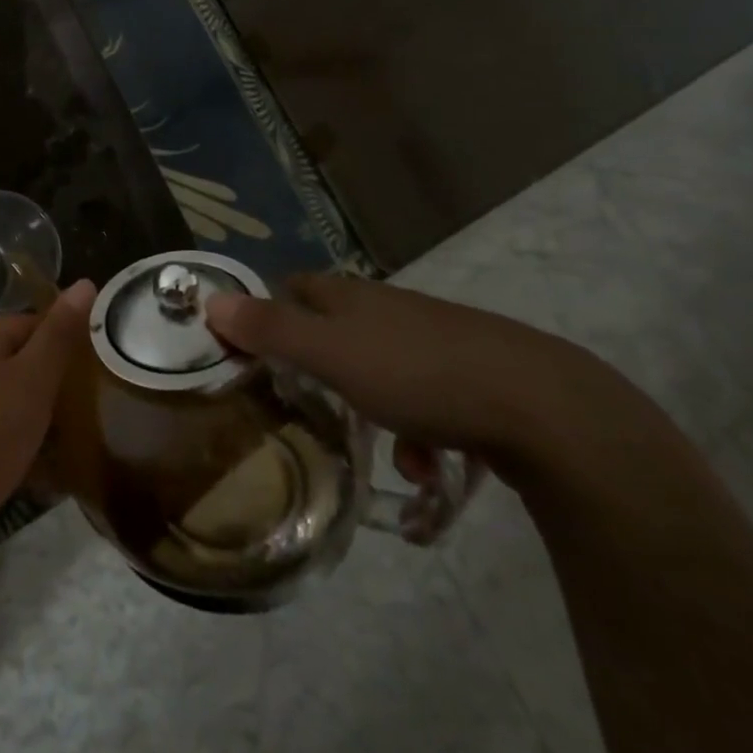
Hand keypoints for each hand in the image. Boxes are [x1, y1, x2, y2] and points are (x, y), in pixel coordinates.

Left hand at [0, 279, 95, 559]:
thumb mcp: (34, 379)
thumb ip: (59, 333)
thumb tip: (85, 282)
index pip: (29, 323)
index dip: (62, 344)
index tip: (91, 371)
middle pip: (17, 359)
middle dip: (49, 381)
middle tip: (84, 404)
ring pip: (6, 395)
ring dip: (35, 413)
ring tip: (69, 434)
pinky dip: (16, 438)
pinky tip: (41, 463)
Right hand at [206, 272, 604, 468]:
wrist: (543, 406)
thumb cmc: (419, 374)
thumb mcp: (330, 355)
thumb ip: (270, 329)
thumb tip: (209, 300)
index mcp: (352, 297)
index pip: (296, 288)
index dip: (272, 313)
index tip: (257, 353)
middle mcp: (390, 308)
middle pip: (339, 331)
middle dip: (324, 373)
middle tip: (315, 412)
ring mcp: (436, 338)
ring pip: (385, 371)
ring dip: (376, 412)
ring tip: (389, 458)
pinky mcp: (478, 372)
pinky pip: (430, 398)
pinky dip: (422, 430)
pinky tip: (434, 465)